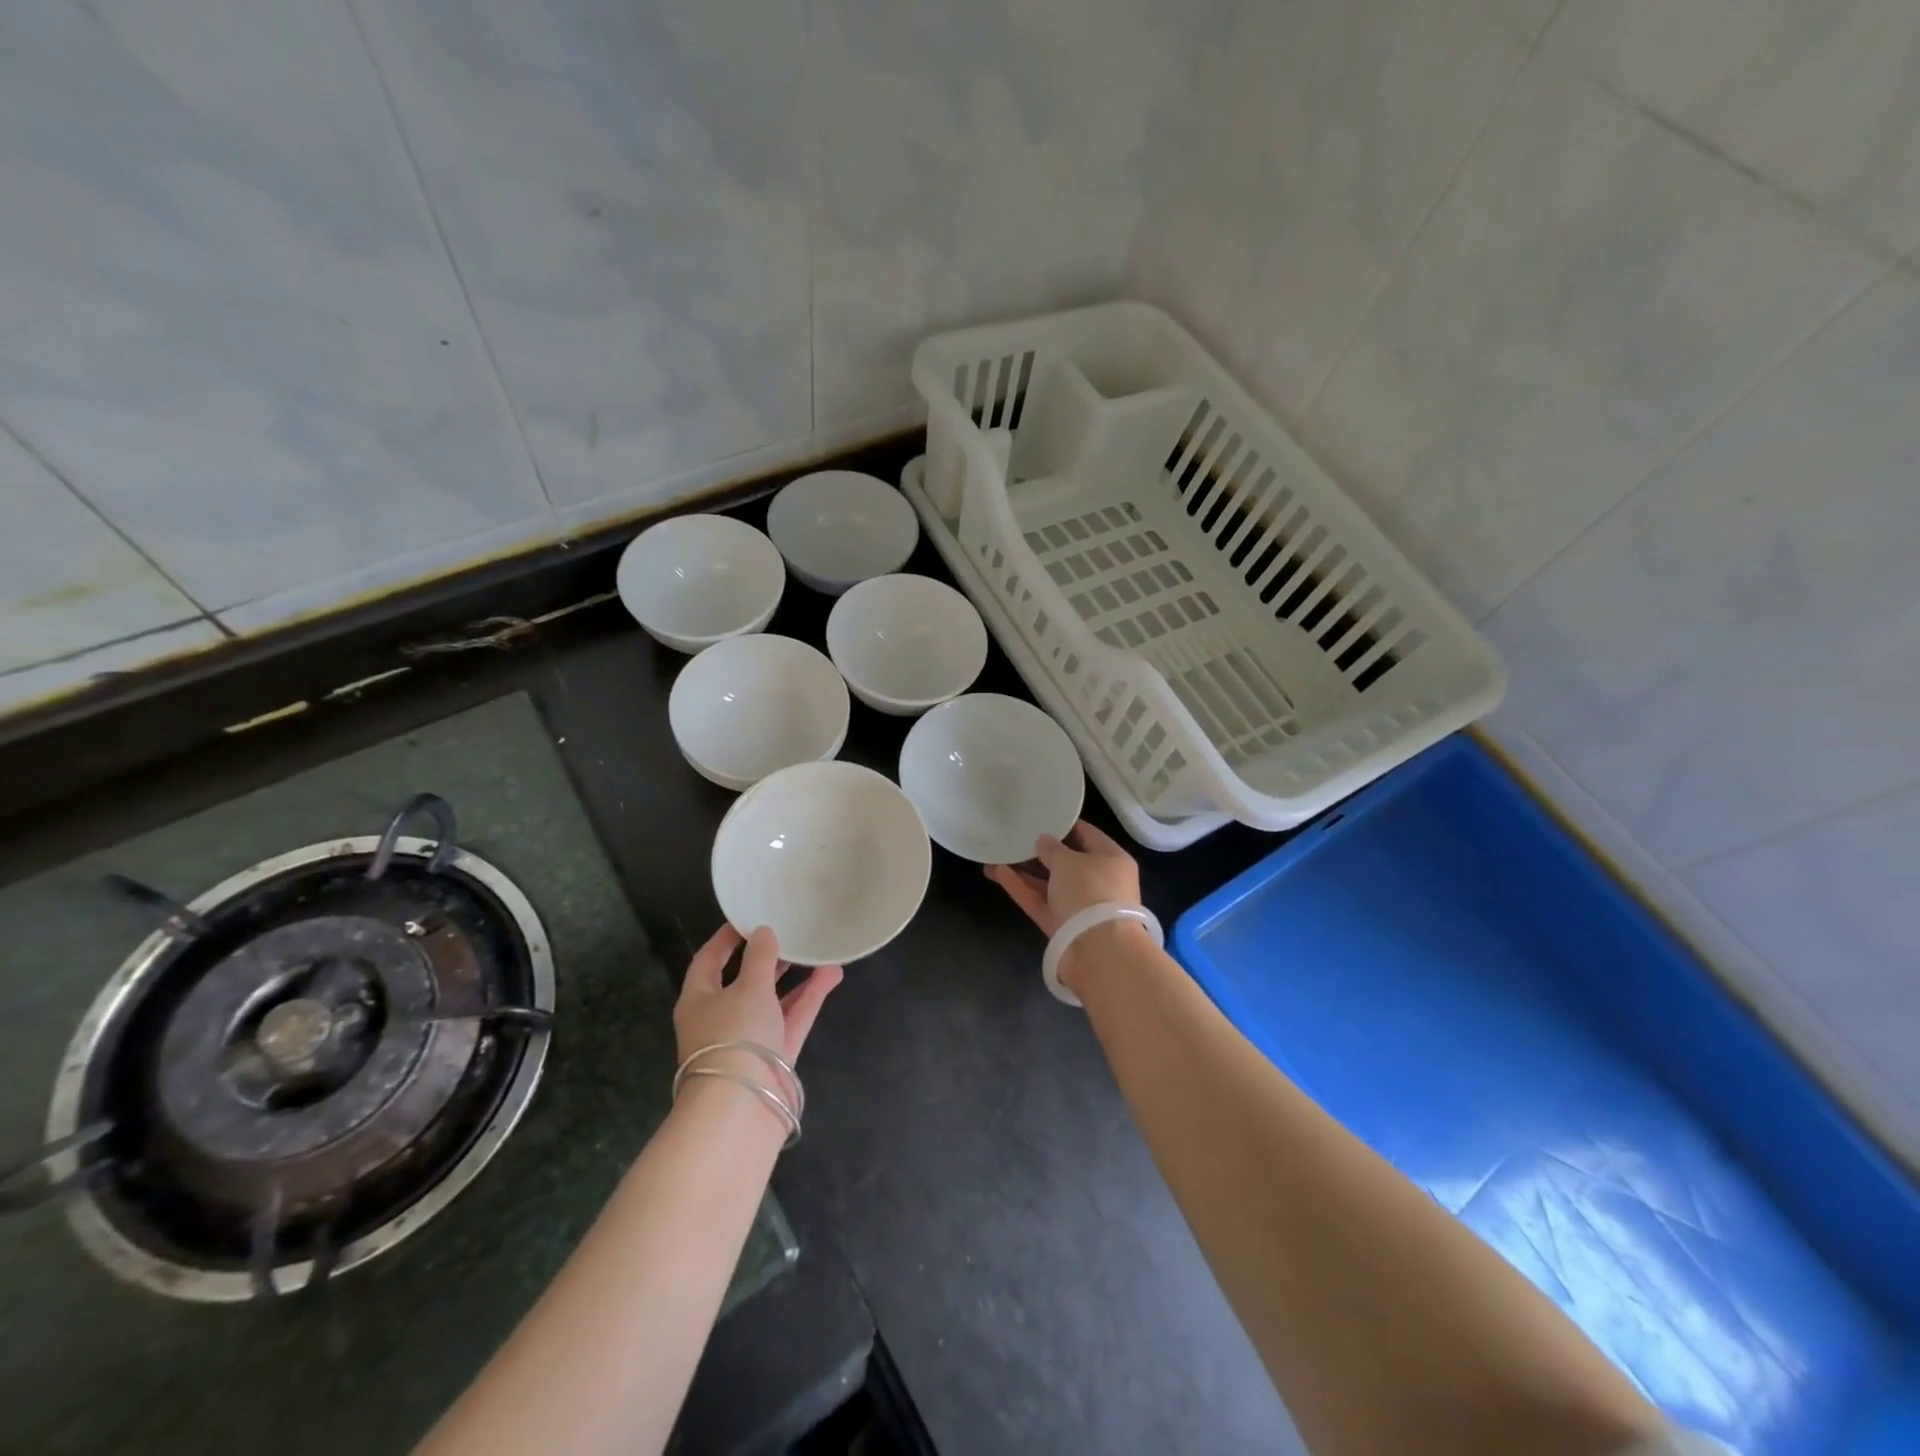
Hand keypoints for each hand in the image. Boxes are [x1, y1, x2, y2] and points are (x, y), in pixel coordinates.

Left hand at [674, 924, 841, 1067]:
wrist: (741, 1109)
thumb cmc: (734, 1036)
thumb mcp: (749, 987)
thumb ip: (760, 957)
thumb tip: (763, 932)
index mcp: (699, 999)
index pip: (708, 960)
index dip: (726, 938)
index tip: (748, 918)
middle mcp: (721, 1017)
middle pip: (743, 981)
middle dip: (766, 958)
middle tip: (789, 933)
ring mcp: (749, 1039)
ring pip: (773, 1000)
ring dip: (794, 977)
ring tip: (817, 950)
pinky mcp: (775, 1055)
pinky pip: (793, 1018)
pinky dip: (809, 997)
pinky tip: (831, 974)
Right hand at [984, 820, 1141, 937]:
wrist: (1099, 952)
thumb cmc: (1091, 892)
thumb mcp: (1069, 861)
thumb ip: (1052, 848)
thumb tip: (1044, 842)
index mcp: (1111, 859)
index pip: (1087, 835)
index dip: (1064, 825)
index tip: (1040, 815)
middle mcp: (1098, 881)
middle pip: (1066, 861)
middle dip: (1040, 850)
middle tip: (1015, 836)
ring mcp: (1079, 906)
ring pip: (1049, 883)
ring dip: (1024, 870)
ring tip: (996, 853)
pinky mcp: (1061, 925)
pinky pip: (1039, 900)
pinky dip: (1021, 887)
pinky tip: (997, 872)